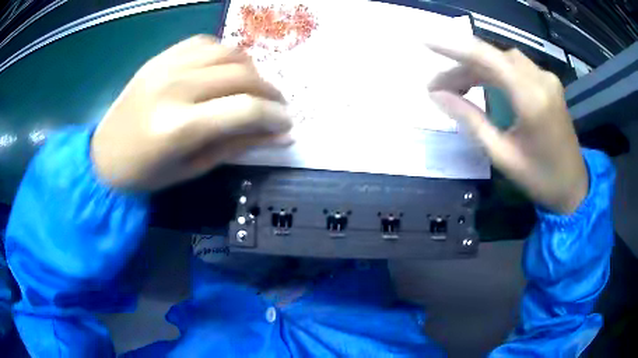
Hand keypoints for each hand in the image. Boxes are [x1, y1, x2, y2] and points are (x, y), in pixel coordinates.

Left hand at [91, 35, 291, 190]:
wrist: (103, 155)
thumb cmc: (146, 174)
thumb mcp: (192, 169)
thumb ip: (236, 146)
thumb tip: (280, 134)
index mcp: (179, 127)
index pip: (245, 109)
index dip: (274, 115)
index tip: (287, 123)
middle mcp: (175, 87)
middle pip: (241, 74)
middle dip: (269, 91)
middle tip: (275, 106)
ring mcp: (166, 66)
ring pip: (228, 52)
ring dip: (250, 69)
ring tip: (251, 88)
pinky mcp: (161, 57)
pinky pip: (206, 42)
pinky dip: (224, 54)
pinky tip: (224, 70)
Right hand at [427, 38, 587, 213]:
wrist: (573, 186)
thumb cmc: (540, 178)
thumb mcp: (502, 155)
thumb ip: (471, 121)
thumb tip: (438, 96)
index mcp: (531, 99)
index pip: (487, 58)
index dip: (453, 47)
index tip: (425, 43)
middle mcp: (541, 80)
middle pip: (493, 58)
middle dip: (462, 67)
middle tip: (438, 87)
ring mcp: (547, 79)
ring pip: (503, 59)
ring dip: (477, 68)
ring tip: (457, 86)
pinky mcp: (548, 83)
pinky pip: (515, 66)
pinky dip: (494, 71)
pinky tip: (483, 83)